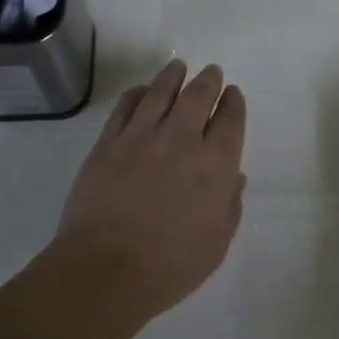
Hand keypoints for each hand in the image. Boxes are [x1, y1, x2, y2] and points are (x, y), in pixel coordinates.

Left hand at [50, 60, 246, 323]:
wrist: (104, 271)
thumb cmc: (169, 267)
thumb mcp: (216, 244)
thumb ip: (229, 206)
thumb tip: (234, 177)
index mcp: (215, 164)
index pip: (231, 119)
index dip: (233, 102)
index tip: (232, 95)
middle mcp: (182, 139)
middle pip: (199, 94)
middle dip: (209, 80)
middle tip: (211, 73)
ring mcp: (142, 136)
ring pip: (161, 90)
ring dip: (174, 75)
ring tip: (178, 67)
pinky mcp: (109, 141)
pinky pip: (126, 105)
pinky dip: (138, 93)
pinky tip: (142, 91)